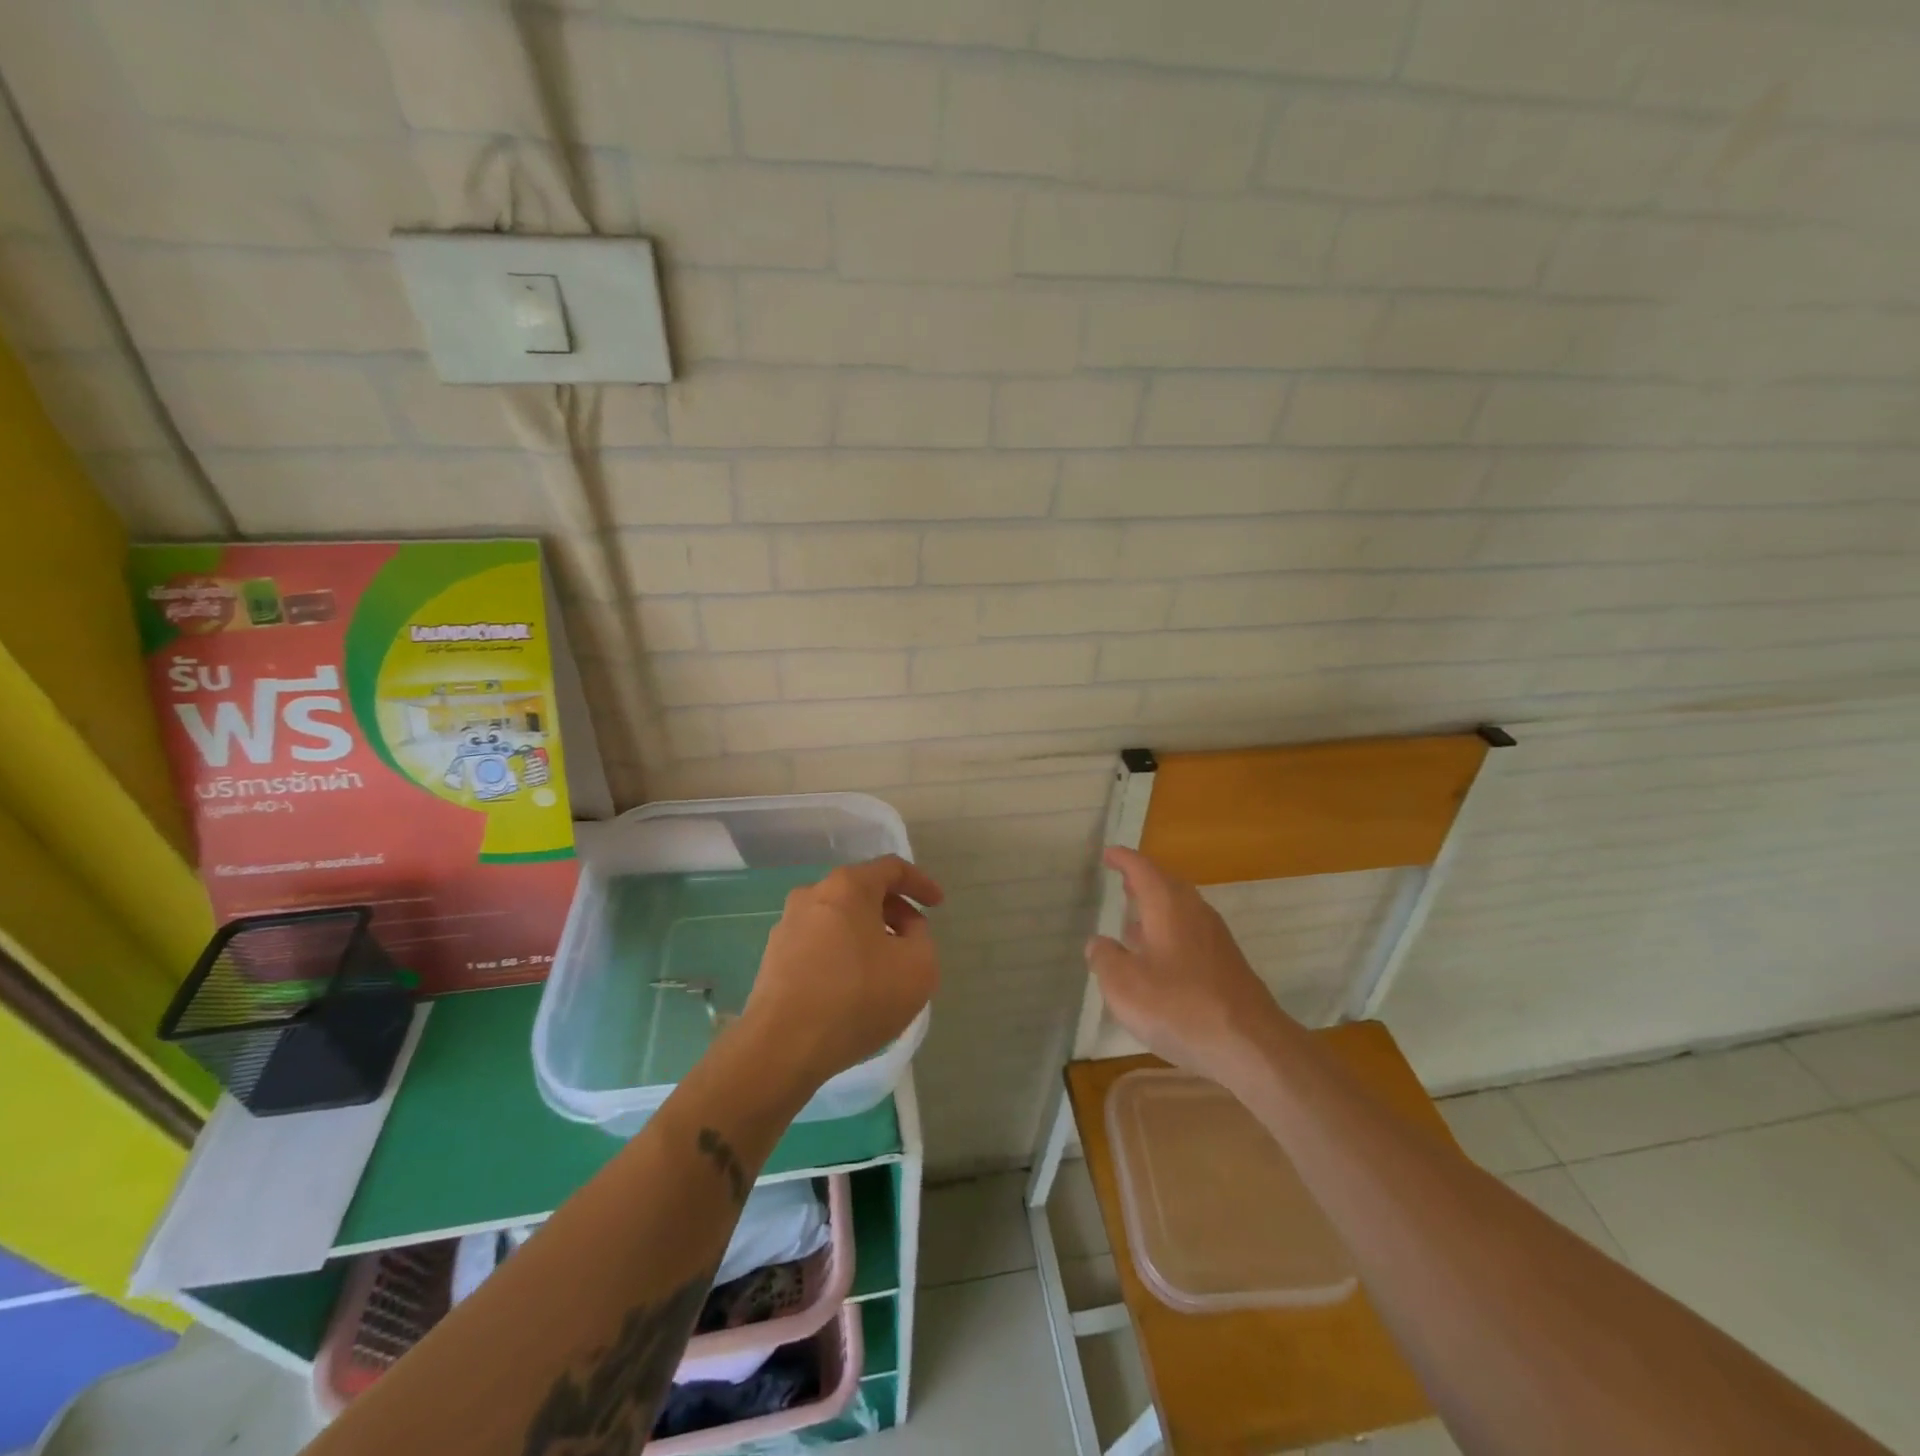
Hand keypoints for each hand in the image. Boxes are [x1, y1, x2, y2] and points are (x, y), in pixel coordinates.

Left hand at [742, 855, 943, 1091]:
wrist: (782, 1046)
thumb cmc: (858, 997)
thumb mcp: (919, 967)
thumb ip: (921, 937)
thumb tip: (904, 929)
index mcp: (848, 886)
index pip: (892, 869)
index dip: (920, 883)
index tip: (938, 905)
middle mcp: (812, 895)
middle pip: (862, 892)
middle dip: (894, 912)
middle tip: (914, 940)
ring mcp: (787, 926)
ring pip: (839, 919)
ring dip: (867, 935)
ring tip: (885, 969)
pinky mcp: (773, 958)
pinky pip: (819, 944)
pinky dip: (842, 955)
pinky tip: (853, 988)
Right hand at [1085, 847, 1290, 1084]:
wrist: (1250, 1045)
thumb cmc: (1179, 1006)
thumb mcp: (1124, 985)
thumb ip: (1104, 959)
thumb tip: (1097, 943)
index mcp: (1168, 906)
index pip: (1142, 869)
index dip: (1123, 859)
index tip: (1108, 853)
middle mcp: (1194, 912)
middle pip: (1167, 885)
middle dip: (1143, 881)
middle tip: (1122, 881)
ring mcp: (1215, 938)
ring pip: (1181, 910)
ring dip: (1157, 909)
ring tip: (1134, 920)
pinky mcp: (1226, 964)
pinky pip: (1191, 934)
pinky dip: (1170, 934)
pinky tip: (1158, 959)